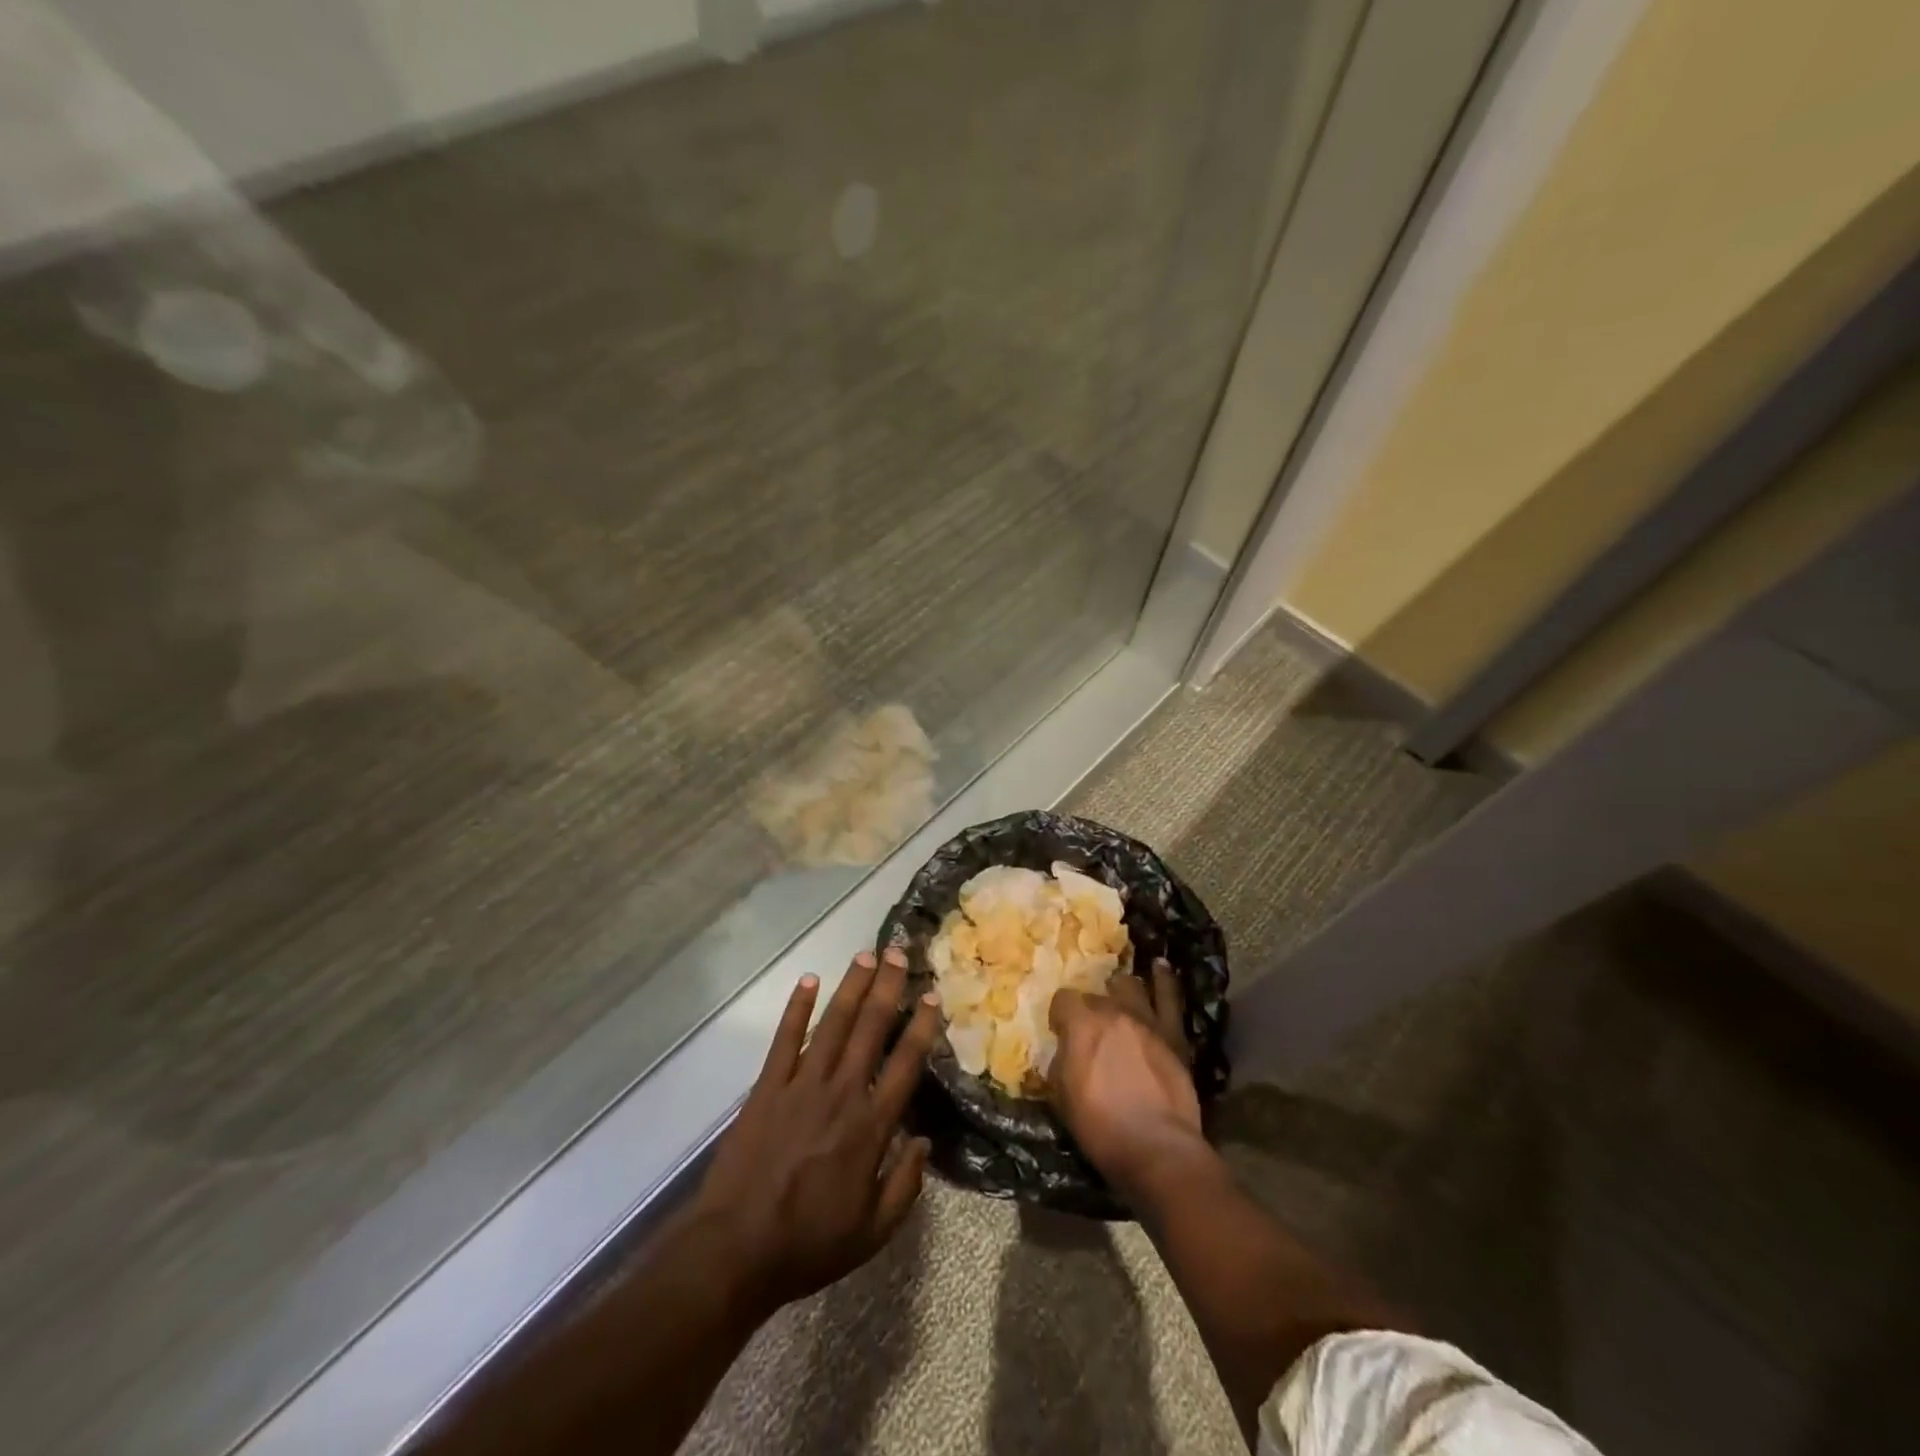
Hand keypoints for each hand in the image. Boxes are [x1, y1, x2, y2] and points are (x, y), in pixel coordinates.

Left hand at [693, 947, 939, 1316]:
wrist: (735, 1251)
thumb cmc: (808, 1244)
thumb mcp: (872, 1233)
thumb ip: (905, 1186)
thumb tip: (925, 1141)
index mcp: (870, 1127)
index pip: (905, 1063)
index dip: (921, 1025)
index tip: (931, 994)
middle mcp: (841, 1093)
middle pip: (870, 1028)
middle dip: (887, 987)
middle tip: (898, 951)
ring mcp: (801, 1085)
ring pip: (833, 1024)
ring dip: (851, 986)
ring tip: (865, 954)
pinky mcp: (767, 1088)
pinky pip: (784, 1039)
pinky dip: (796, 1008)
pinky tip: (807, 980)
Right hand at [1048, 959, 1205, 1202]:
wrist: (1157, 1148)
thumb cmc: (1101, 1127)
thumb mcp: (1062, 1097)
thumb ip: (1061, 1063)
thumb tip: (1066, 1052)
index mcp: (1081, 1024)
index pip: (1063, 1000)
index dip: (1060, 1015)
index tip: (1060, 1031)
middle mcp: (1113, 1011)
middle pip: (1095, 995)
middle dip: (1090, 1008)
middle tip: (1091, 1030)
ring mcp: (1146, 1020)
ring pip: (1129, 986)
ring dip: (1120, 992)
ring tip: (1118, 997)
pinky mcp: (1173, 1034)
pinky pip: (1169, 997)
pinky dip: (1164, 980)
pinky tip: (1160, 966)